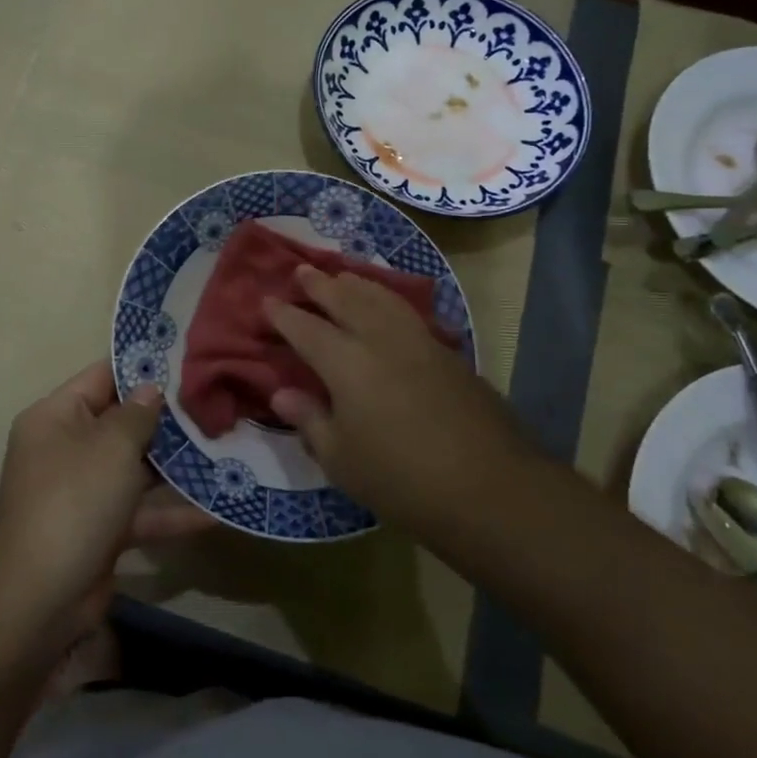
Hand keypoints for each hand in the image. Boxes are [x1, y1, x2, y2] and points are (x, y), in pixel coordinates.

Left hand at [0, 362, 215, 638]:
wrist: (37, 598)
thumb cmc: (74, 501)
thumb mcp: (110, 447)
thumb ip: (137, 414)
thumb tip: (151, 387)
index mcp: (57, 417)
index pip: (102, 376)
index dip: (141, 367)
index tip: (186, 359)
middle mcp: (68, 448)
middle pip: (123, 422)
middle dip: (168, 418)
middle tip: (217, 403)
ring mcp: (85, 491)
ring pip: (136, 468)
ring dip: (177, 465)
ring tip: (226, 449)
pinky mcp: (101, 530)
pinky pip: (141, 511)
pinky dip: (172, 512)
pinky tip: (217, 511)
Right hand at [264, 266, 527, 531]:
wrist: (489, 486)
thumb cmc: (401, 479)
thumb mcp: (341, 461)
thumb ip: (310, 420)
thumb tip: (282, 393)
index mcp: (346, 363)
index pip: (306, 329)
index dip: (284, 315)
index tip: (267, 301)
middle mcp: (380, 340)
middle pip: (346, 299)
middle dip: (320, 284)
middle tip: (301, 271)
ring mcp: (419, 342)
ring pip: (382, 298)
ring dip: (357, 283)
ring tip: (343, 276)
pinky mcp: (448, 353)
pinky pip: (407, 312)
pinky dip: (387, 299)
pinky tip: (387, 307)